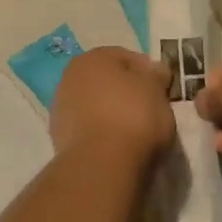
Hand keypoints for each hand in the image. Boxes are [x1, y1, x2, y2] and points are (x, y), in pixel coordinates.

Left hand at [49, 48, 174, 165]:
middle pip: (107, 81)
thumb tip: (154, 71)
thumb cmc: (134, 116)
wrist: (102, 163)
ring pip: (95, 105)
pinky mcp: (58, 138)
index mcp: (92, 58)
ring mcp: (61, 108)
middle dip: (126, 92)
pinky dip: (101, 132)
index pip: (126, 57)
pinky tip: (117, 145)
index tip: (162, 89)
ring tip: (134, 131)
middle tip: (149, 109)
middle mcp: (69, 77)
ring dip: (111, 113)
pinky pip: (88, 128)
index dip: (148, 72)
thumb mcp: (157, 89)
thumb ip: (155, 75)